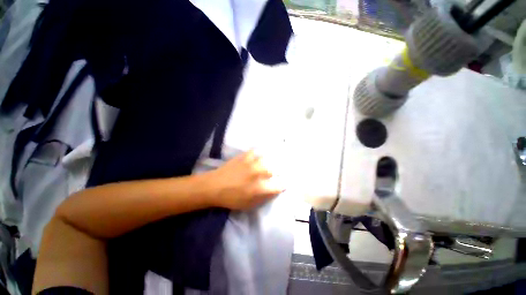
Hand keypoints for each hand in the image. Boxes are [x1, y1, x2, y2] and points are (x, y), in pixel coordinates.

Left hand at [203, 150, 284, 209]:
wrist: (214, 186)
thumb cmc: (232, 198)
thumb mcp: (249, 205)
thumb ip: (264, 197)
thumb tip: (274, 190)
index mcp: (260, 188)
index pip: (279, 185)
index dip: (282, 185)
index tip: (282, 185)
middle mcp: (258, 174)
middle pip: (274, 170)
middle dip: (276, 173)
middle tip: (274, 174)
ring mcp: (252, 163)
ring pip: (266, 159)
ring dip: (269, 162)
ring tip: (268, 163)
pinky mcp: (244, 156)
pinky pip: (255, 151)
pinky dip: (257, 153)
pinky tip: (257, 156)